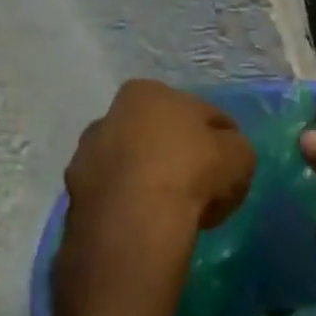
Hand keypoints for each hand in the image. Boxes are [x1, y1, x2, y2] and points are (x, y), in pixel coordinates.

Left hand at [64, 80, 254, 233]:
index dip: (220, 136)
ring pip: (133, 166)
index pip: (199, 111)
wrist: (136, 221)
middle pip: (158, 135)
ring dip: (152, 180)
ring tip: (177, 207)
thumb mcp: (240, 155)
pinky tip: (153, 221)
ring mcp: (86, 156)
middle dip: (178, 154)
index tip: (230, 159)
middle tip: (203, 183)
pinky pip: (117, 195)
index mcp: (148, 93)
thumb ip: (234, 147)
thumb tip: (224, 152)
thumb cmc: (192, 172)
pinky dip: (134, 204)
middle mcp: (109, 116)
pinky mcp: (75, 195)